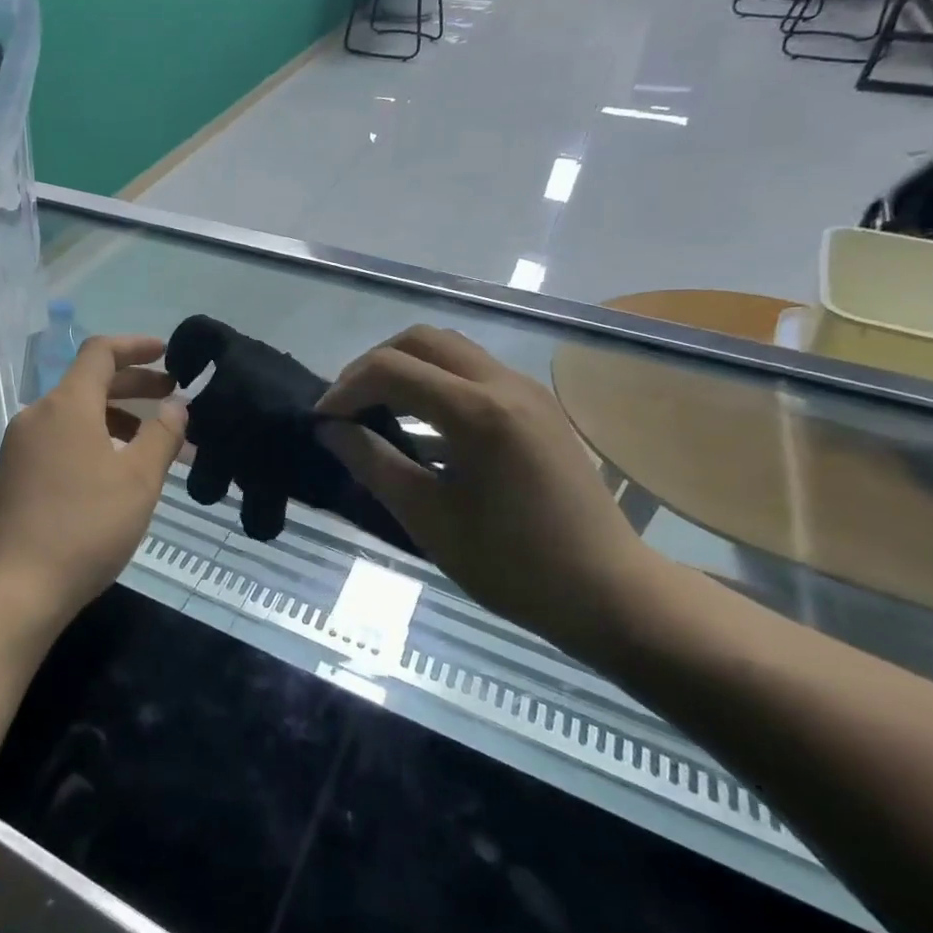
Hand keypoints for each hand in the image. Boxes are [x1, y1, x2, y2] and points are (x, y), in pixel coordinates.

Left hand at [0, 336, 186, 628]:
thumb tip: (175, 404)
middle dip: (134, 385)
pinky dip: (93, 441)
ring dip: (116, 420)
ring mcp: (19, 447)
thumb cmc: (84, 528)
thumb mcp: (138, 481)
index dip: (136, 346)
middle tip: (172, 399)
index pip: (100, 352)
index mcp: (66, 405)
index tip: (168, 354)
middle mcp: (37, 416)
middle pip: (88, 383)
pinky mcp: (12, 476)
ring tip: (153, 446)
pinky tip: (114, 473)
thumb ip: (162, 435)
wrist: (12, 590)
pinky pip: (59, 441)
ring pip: (75, 416)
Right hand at [316, 326, 660, 649]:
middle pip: (422, 340)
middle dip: (374, 365)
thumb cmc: (512, 565)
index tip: (322, 421)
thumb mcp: (428, 518)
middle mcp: (505, 384)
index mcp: (478, 412)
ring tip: (378, 412)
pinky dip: (436, 383)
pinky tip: (422, 429)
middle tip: (348, 408)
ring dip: (406, 369)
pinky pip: (474, 374)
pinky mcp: (538, 407)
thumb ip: (373, 463)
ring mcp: (527, 392)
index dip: (345, 388)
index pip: (391, 369)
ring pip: (451, 350)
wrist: (609, 592)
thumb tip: (329, 429)